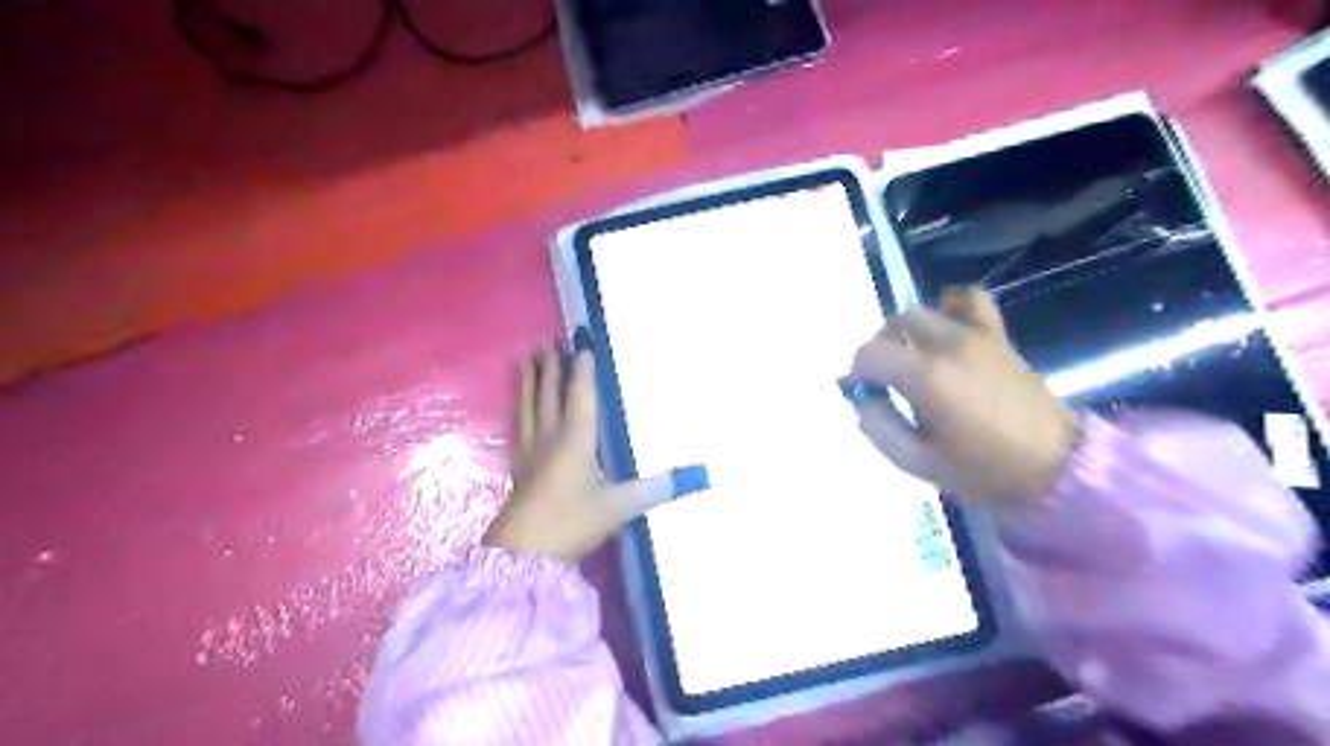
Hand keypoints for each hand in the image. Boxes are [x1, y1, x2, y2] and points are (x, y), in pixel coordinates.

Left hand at [488, 336, 712, 562]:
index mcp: (576, 438)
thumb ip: (656, 488)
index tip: (582, 343)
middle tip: (548, 341)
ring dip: (529, 380)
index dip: (582, 368)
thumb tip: (696, 476)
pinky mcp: (518, 465)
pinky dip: (518, 407)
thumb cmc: (573, 522)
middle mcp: (550, 436)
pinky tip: (517, 405)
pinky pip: (517, 425)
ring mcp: (530, 450)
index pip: (580, 394)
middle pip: (549, 393)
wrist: (524, 553)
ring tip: (526, 359)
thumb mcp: (620, 506)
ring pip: (528, 405)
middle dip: (550, 367)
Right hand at [846, 289, 1073, 503]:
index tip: (859, 390)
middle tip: (882, 377)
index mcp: (926, 377)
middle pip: (894, 326)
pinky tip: (946, 327)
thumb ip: (877, 425)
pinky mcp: (997, 336)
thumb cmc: (982, 470)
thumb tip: (861, 398)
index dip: (857, 371)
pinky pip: (969, 300)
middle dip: (879, 348)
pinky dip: (950, 306)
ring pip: (924, 311)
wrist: (1054, 467)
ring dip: (906, 330)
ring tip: (910, 355)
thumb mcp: (915, 461)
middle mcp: (947, 345)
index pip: (871, 353)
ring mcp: (976, 335)